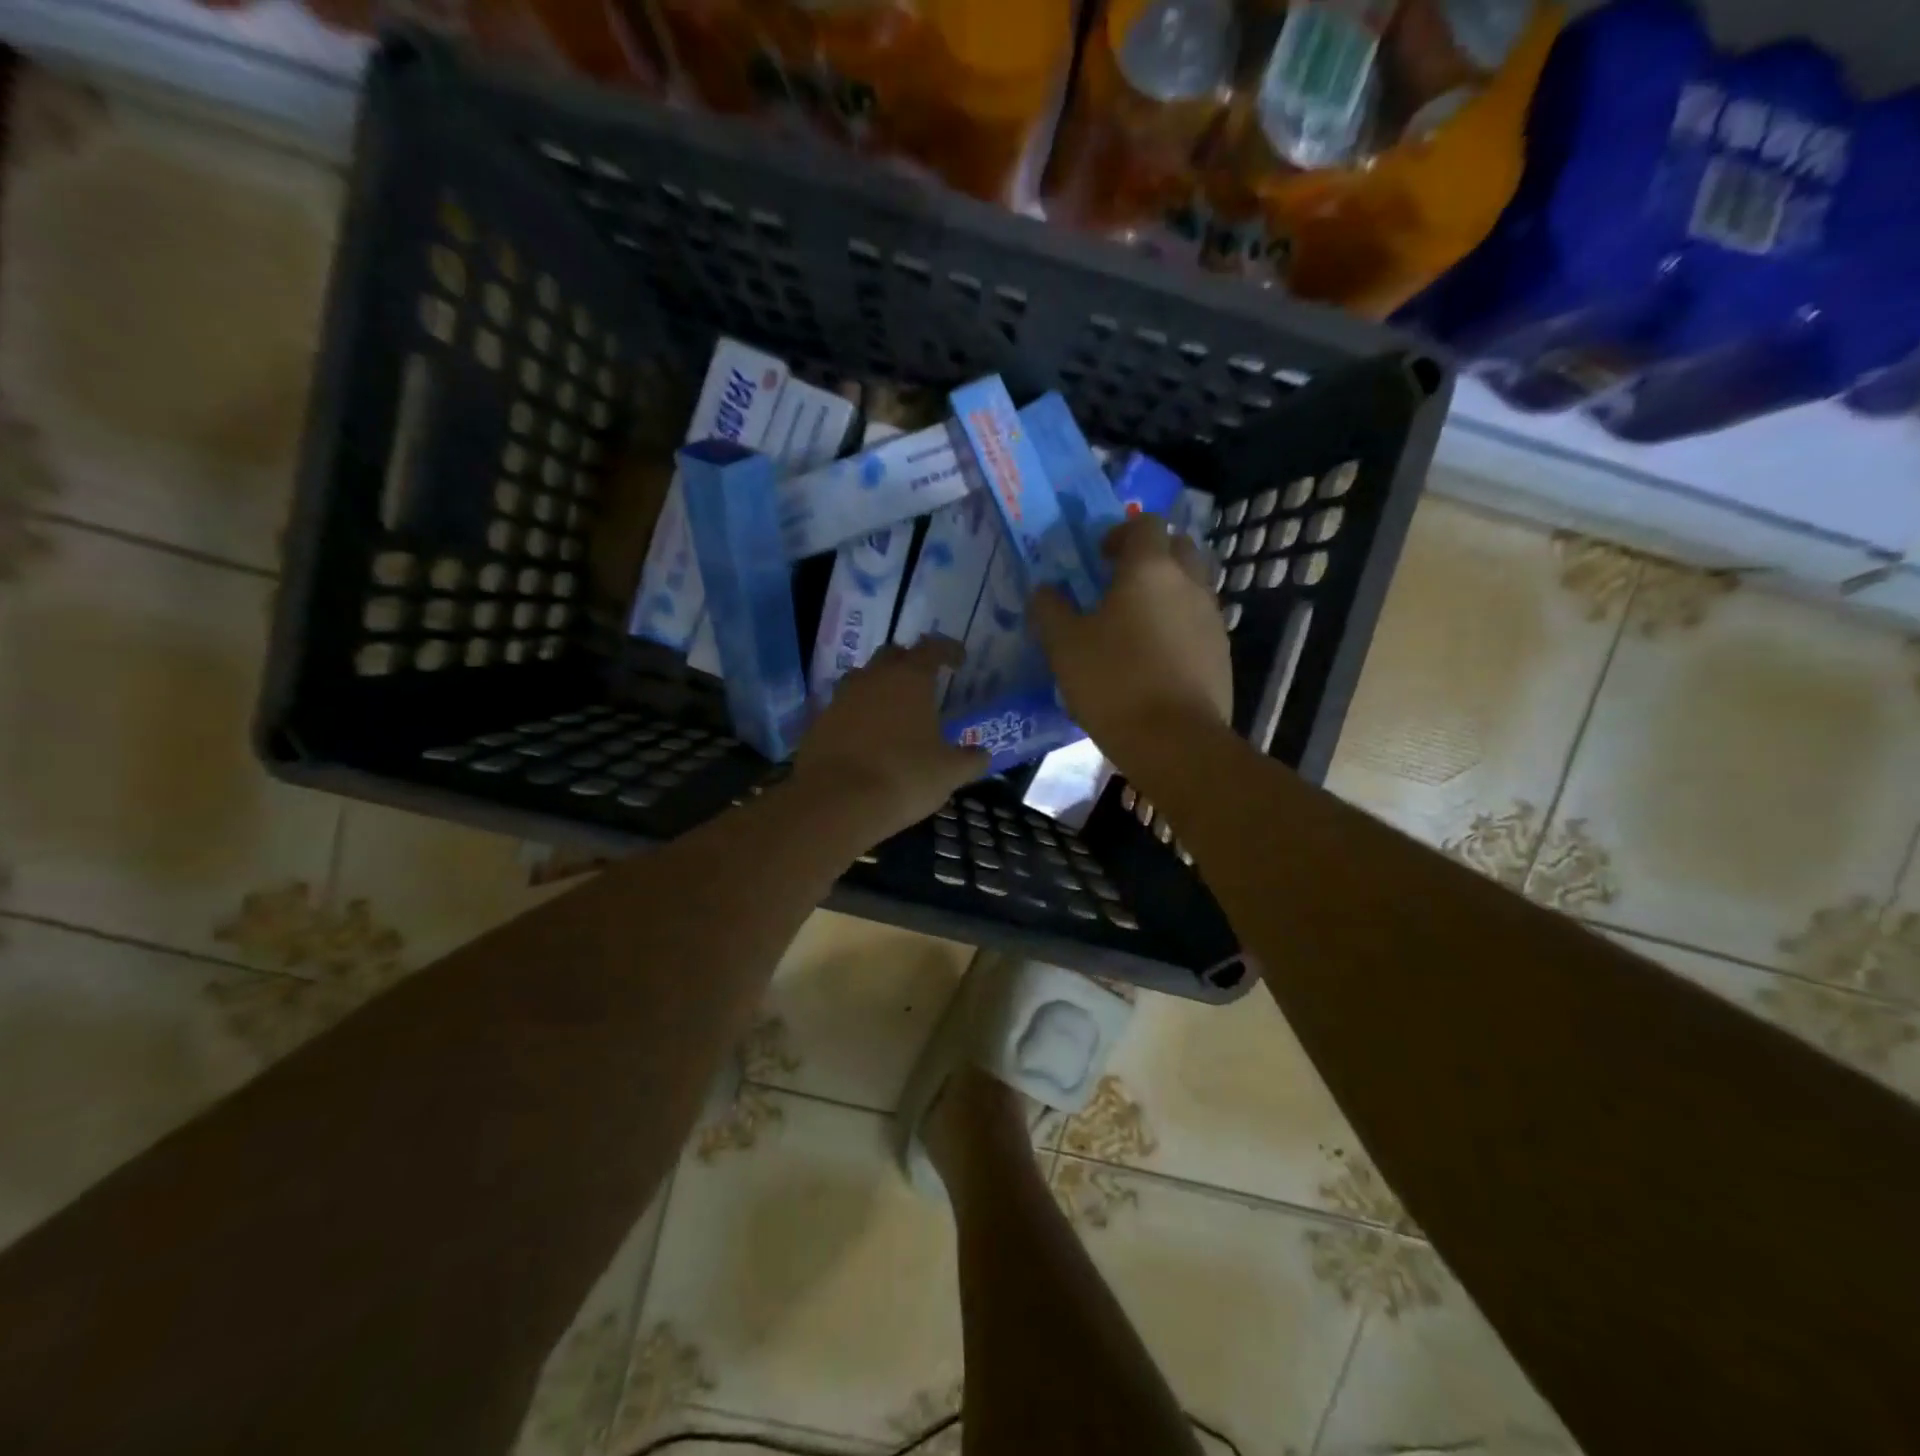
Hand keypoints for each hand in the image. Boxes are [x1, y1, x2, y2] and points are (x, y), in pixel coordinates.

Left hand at [792, 637, 988, 836]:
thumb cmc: (904, 776)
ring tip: (894, 708)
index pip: (933, 648)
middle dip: (910, 662)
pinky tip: (867, 736)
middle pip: (893, 655)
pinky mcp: (819, 721)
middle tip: (924, 681)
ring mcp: (841, 697)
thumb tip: (981, 754)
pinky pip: (844, 708)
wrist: (837, 801)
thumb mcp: (950, 772)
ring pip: (864, 679)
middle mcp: (873, 677)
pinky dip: (858, 714)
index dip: (949, 650)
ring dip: (880, 686)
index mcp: (910, 678)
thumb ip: (970, 759)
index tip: (959, 660)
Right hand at [1029, 515, 1231, 749]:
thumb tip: (1044, 591)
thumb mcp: (1064, 646)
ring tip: (1136, 625)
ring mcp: (1212, 618)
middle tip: (1121, 584)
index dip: (1121, 533)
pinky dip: (1179, 626)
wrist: (1175, 741)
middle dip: (1152, 556)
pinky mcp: (1222, 653)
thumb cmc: (1114, 683)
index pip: (1146, 523)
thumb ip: (1050, 610)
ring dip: (1168, 592)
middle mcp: (1189, 583)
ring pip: (1193, 586)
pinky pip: (1199, 623)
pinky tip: (1156, 658)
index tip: (1100, 557)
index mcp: (1150, 569)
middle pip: (1179, 547)